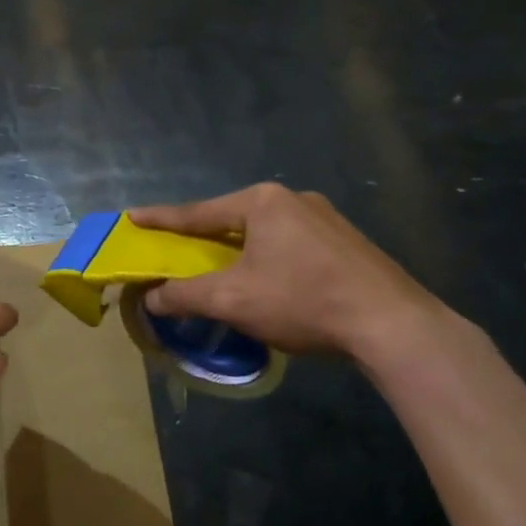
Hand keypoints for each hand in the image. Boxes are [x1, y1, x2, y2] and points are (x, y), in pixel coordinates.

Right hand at [128, 183, 437, 358]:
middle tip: (179, 250)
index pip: (198, 212)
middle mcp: (294, 199)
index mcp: (262, 202)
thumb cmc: (303, 300)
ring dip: (239, 251)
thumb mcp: (232, 299)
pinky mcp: (347, 244)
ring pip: (265, 233)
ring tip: (224, 270)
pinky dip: (269, 260)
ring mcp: (327, 219)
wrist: (393, 325)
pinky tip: (270, 283)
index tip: (132, 217)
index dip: (161, 219)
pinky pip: (292, 245)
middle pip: (232, 219)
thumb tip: (150, 299)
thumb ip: (184, 295)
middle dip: (204, 237)